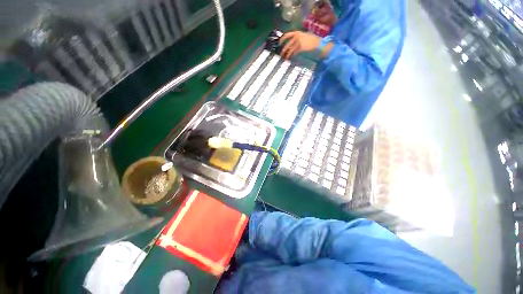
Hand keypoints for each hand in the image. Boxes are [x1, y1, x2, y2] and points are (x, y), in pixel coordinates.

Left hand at [280, 31, 320, 58]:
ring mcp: (298, 42)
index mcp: (296, 32)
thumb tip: (289, 46)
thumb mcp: (302, 36)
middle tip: (281, 54)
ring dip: (287, 54)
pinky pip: (294, 52)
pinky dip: (292, 55)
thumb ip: (296, 39)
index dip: (282, 39)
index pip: (287, 35)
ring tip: (285, 58)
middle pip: (287, 44)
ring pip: (290, 49)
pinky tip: (291, 57)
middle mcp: (296, 36)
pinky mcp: (300, 47)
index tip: (279, 44)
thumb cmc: (310, 39)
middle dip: (283, 50)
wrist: (316, 42)